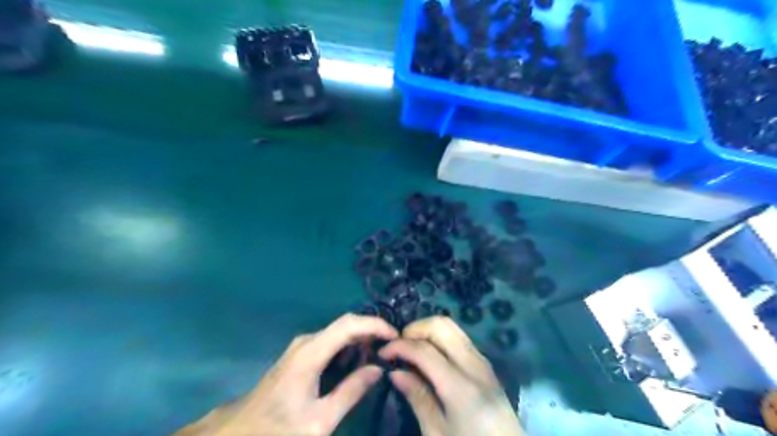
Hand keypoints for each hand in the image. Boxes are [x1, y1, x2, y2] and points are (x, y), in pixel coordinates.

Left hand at [173, 314, 395, 435]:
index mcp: (311, 352)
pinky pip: (331, 340)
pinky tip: (359, 360)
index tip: (395, 336)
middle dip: (371, 331)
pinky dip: (349, 345)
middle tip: (392, 348)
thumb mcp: (320, 420)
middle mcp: (307, 341)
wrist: (240, 432)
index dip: (374, 325)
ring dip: (361, 338)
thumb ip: (351, 392)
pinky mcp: (301, 353)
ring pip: (339, 331)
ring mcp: (302, 345)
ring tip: (381, 354)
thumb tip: (378, 369)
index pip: (349, 324)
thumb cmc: (279, 428)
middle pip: (346, 324)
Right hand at [380, 317, 525, 435]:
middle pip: (442, 326)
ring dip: (428, 331)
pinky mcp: (486, 364)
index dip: (399, 345)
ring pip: (452, 327)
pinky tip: (429, 355)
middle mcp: (475, 365)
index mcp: (461, 387)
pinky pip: (460, 338)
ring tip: (411, 349)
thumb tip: (395, 372)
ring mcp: (483, 362)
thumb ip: (418, 398)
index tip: (382, 353)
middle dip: (415, 329)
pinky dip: (440, 338)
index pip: (425, 350)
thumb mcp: (437, 434)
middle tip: (398, 346)